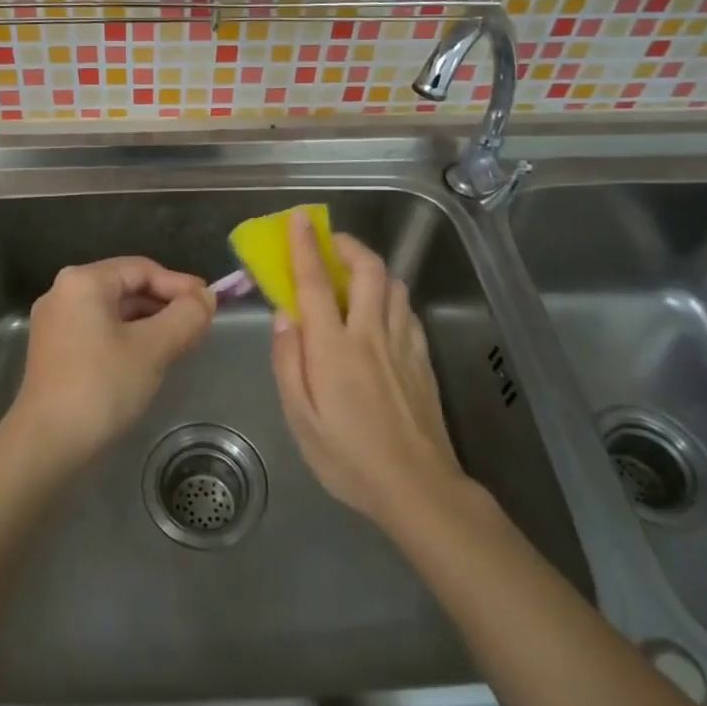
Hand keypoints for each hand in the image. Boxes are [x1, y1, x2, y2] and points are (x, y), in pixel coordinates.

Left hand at [10, 257, 215, 466]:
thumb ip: (185, 317)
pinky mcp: (55, 350)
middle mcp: (64, 293)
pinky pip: (100, 331)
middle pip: (127, 287)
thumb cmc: (101, 387)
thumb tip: (207, 297)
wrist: (46, 445)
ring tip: (181, 343)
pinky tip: (150, 359)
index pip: (142, 269)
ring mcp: (55, 323)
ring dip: (150, 323)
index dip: (180, 284)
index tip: (210, 304)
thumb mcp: (153, 349)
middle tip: (199, 326)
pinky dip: (129, 338)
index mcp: (83, 282)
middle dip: (165, 304)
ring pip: (114, 311)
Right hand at [270, 212, 468, 528]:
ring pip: (393, 284)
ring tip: (353, 275)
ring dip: (371, 267)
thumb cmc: (347, 457)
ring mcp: (402, 343)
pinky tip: (380, 311)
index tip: (299, 218)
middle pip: (367, 269)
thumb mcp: (300, 418)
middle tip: (330, 241)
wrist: (416, 487)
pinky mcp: (422, 358)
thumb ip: (288, 362)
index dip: (305, 245)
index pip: (316, 282)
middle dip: (348, 245)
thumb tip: (284, 317)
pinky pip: (406, 310)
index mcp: (334, 347)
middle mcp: (370, 334)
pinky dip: (390, 295)